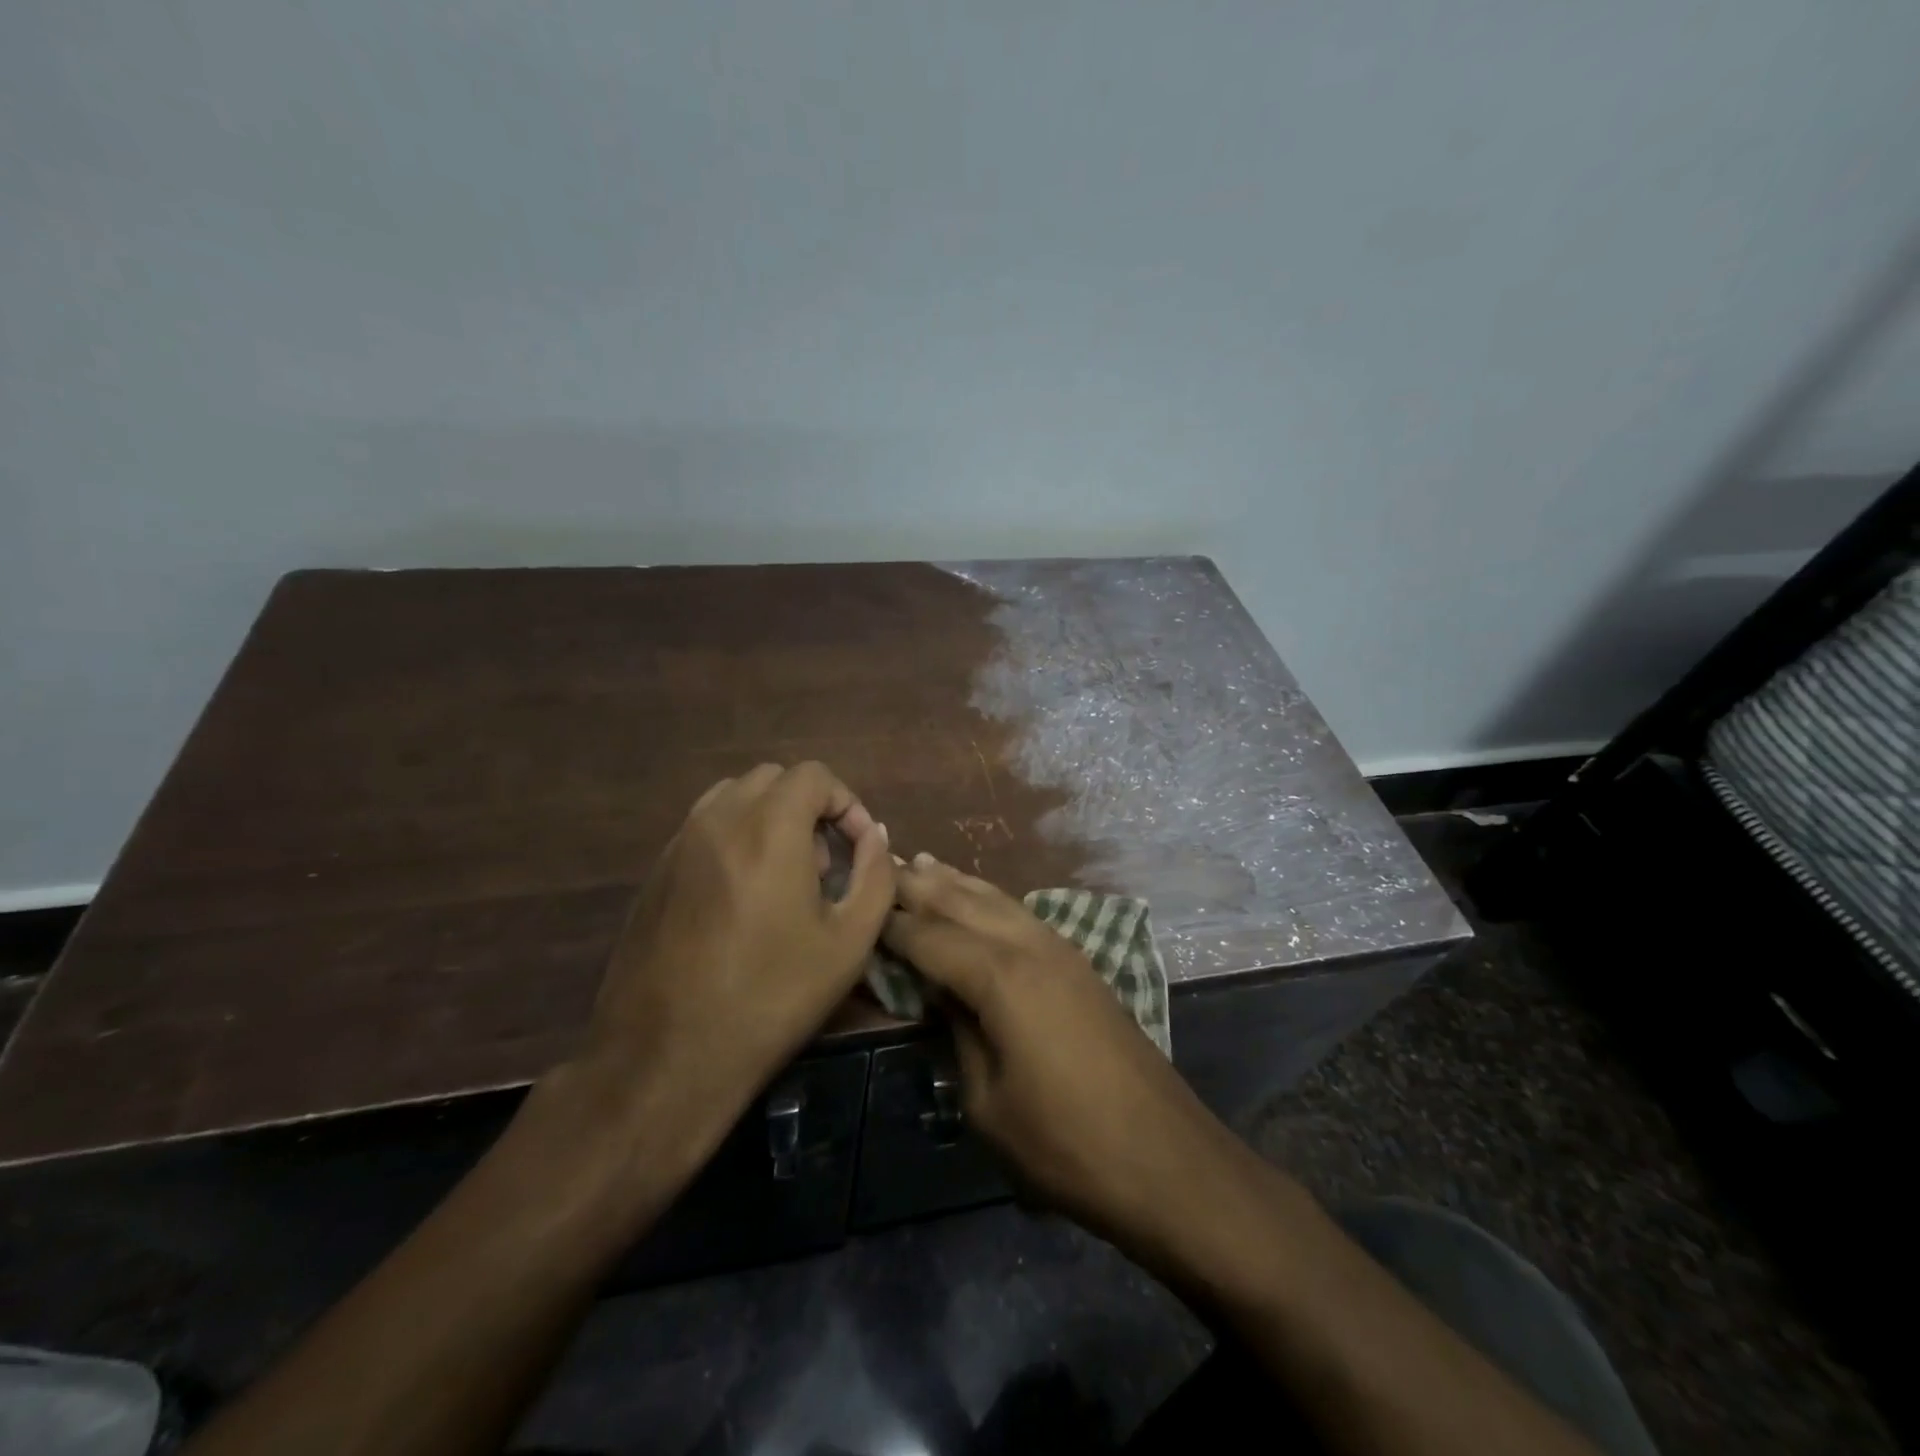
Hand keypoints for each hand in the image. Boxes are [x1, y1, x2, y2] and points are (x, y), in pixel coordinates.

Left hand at [576, 762, 893, 1157]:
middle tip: (823, 864)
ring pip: (734, 796)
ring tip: (784, 876)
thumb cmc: (771, 998)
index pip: (813, 775)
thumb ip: (875, 874)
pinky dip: (735, 837)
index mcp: (768, 829)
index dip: (846, 803)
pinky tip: (743, 898)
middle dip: (809, 808)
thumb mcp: (849, 943)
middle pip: (773, 779)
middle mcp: (718, 820)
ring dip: (770, 818)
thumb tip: (874, 835)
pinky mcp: (655, 871)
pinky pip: (704, 827)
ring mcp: (678, 843)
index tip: (857, 848)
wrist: (665, 1057)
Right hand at [883, 854, 1247, 1257]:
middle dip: (920, 885)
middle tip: (881, 863)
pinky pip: (1022, 916)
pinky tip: (981, 900)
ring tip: (923, 862)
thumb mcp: (987, 1103)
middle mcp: (1029, 947)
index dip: (892, 925)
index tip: (859, 909)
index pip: (930, 938)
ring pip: (997, 900)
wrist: (1165, 1157)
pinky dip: (991, 900)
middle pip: (963, 903)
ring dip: (957, 882)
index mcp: (1000, 977)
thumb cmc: (1065, 1143)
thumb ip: (957, 1037)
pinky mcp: (1080, 965)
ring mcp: (1061, 951)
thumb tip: (938, 997)